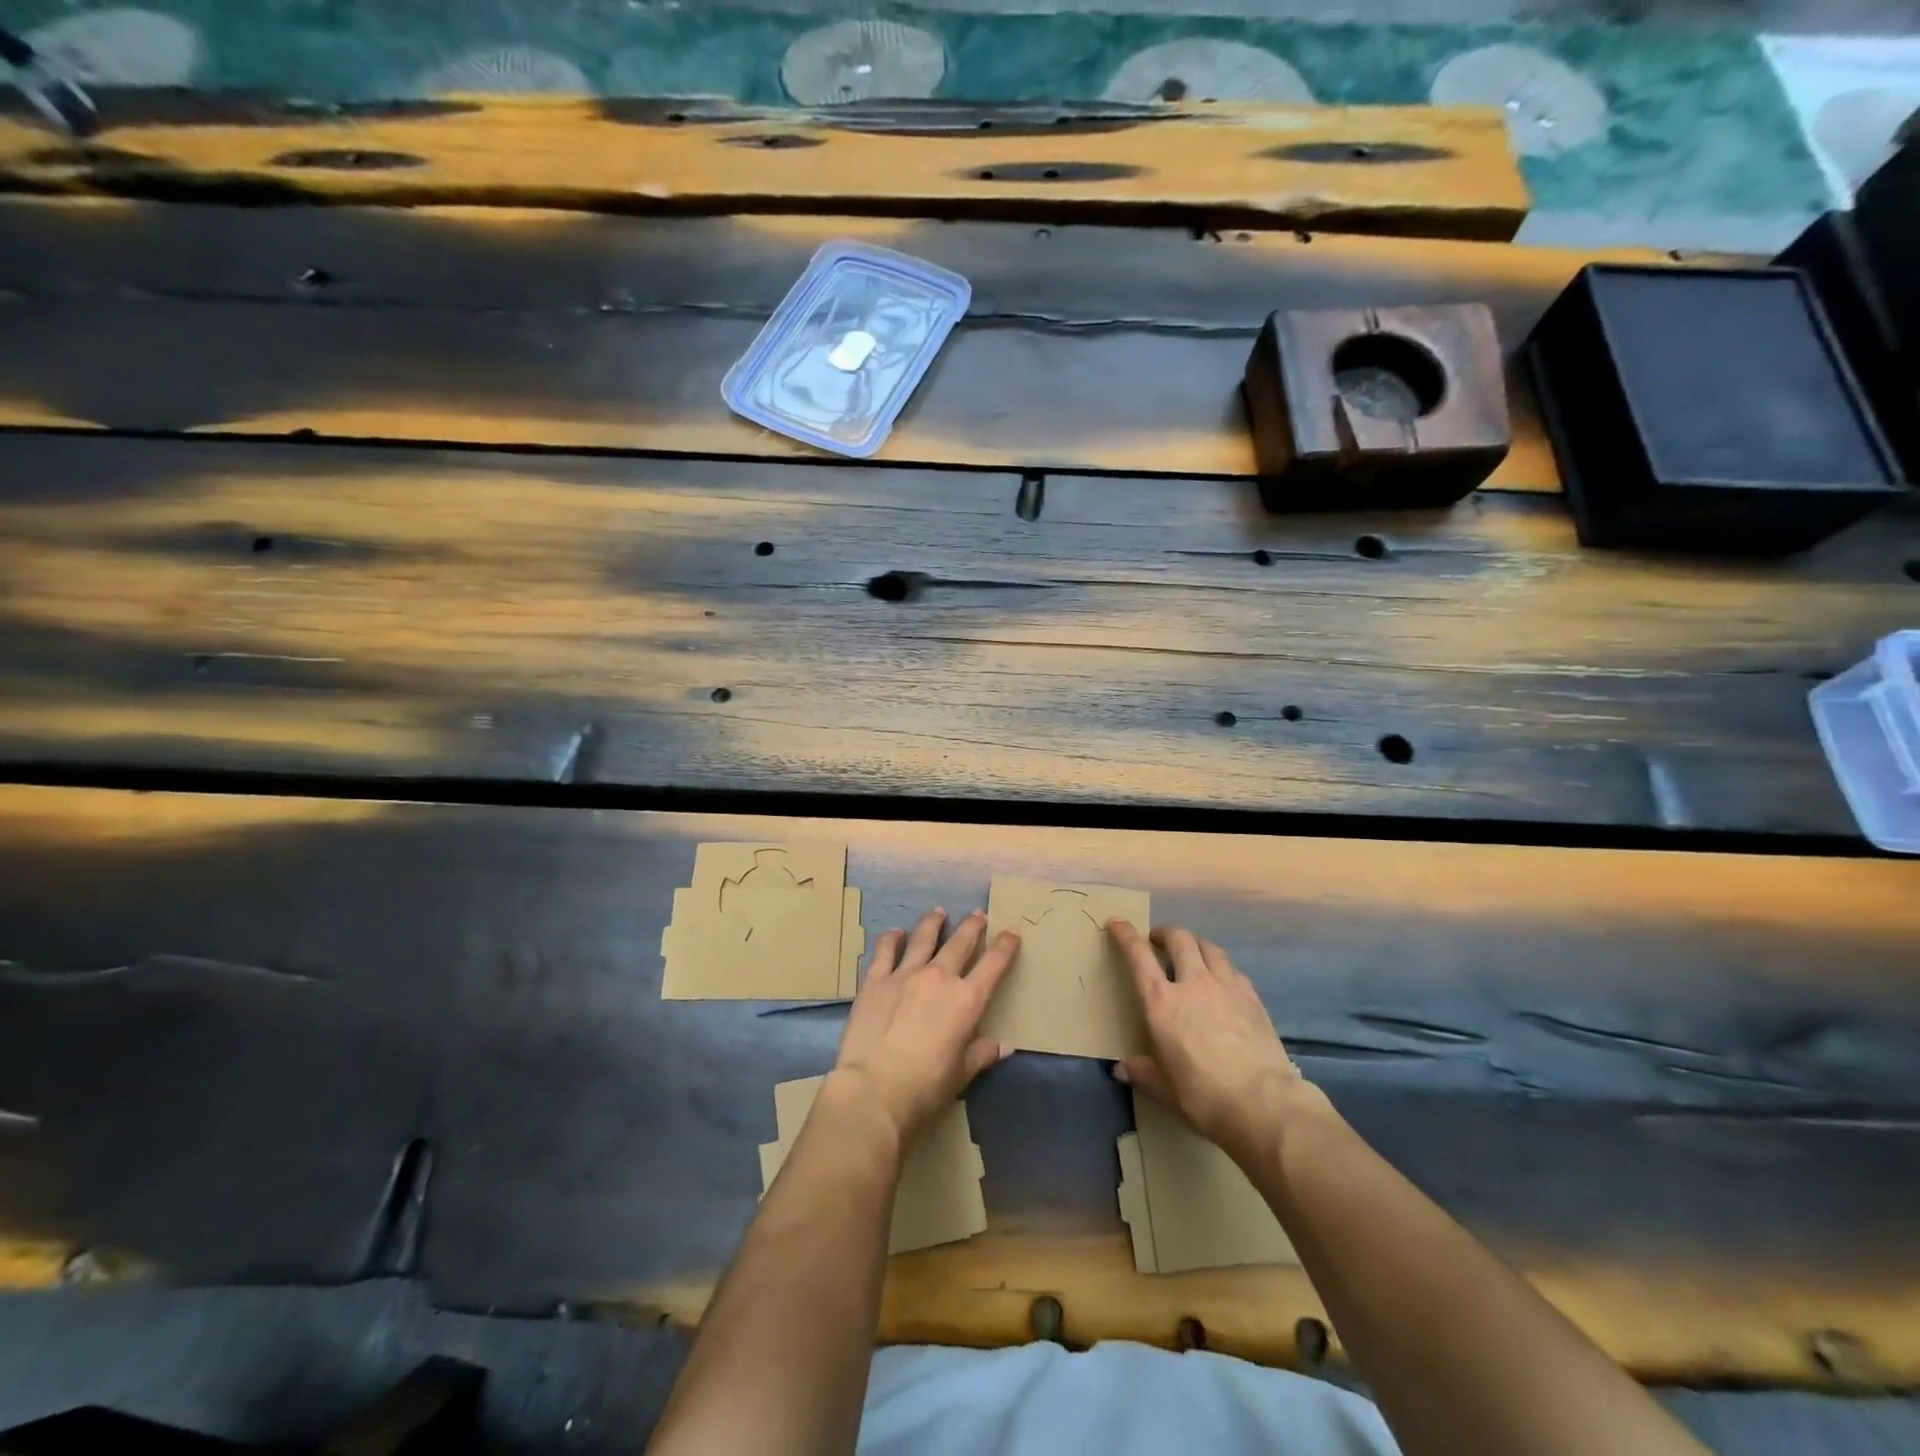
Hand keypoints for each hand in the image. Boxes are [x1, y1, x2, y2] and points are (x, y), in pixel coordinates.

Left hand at [832, 908, 1018, 1145]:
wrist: (874, 1088)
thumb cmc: (925, 1087)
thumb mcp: (960, 1074)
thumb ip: (981, 1054)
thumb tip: (1004, 1046)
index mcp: (966, 1000)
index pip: (993, 965)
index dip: (1005, 946)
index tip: (1012, 931)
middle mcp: (939, 977)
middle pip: (960, 942)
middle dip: (972, 926)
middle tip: (978, 914)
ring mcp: (905, 974)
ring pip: (923, 938)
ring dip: (933, 923)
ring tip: (938, 912)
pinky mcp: (875, 980)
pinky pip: (885, 951)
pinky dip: (891, 939)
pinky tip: (894, 933)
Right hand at [1109, 920, 1325, 1164]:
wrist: (1263, 1103)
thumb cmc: (1203, 1095)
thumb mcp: (1164, 1088)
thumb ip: (1142, 1072)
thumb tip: (1121, 1069)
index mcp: (1161, 1002)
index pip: (1138, 956)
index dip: (1126, 935)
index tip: (1118, 922)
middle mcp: (1192, 983)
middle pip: (1179, 939)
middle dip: (1166, 933)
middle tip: (1158, 940)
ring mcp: (1226, 986)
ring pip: (1209, 947)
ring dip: (1195, 943)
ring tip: (1191, 953)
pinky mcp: (1252, 997)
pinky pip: (1232, 969)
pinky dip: (1221, 967)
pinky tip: (1222, 980)